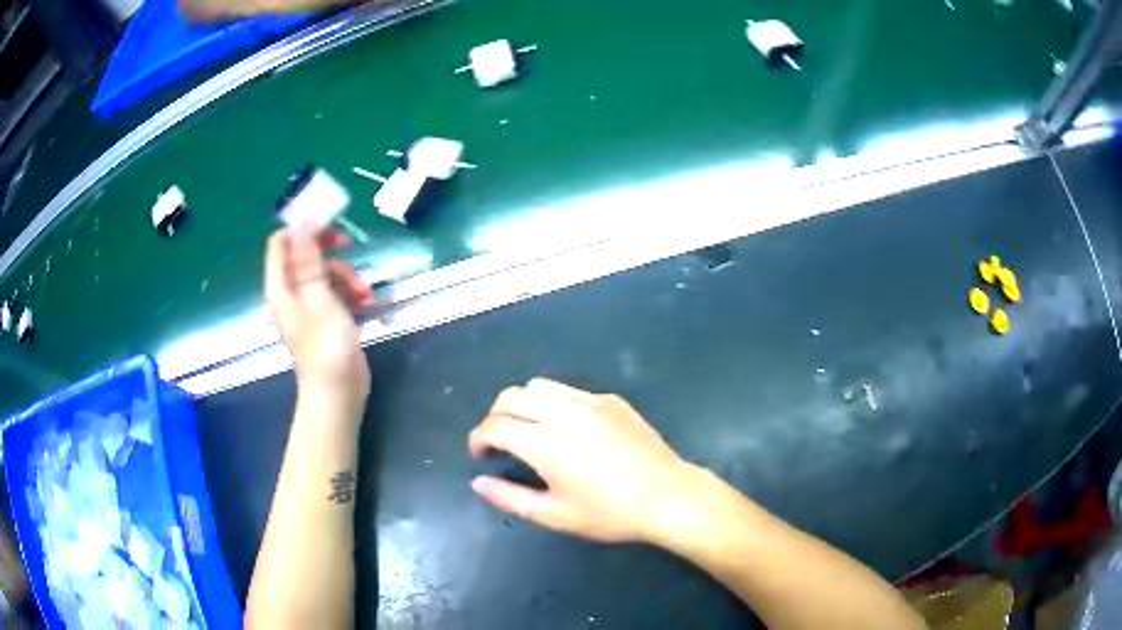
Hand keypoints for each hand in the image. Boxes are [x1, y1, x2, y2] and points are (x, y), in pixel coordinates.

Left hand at [264, 228, 374, 413]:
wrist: (338, 391)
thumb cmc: (325, 344)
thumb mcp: (318, 296)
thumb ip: (308, 258)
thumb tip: (303, 222)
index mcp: (281, 286)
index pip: (281, 243)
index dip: (302, 229)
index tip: (328, 223)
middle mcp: (292, 293)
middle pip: (306, 254)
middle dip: (330, 250)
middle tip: (348, 243)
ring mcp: (310, 306)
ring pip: (326, 273)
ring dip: (348, 275)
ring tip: (364, 292)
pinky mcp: (327, 318)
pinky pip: (337, 293)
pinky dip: (351, 293)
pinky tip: (367, 303)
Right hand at [468, 378, 700, 542]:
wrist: (668, 496)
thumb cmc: (609, 513)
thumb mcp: (555, 515)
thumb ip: (509, 497)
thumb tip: (478, 482)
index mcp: (545, 442)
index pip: (495, 426)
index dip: (478, 439)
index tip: (481, 456)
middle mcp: (563, 412)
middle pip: (510, 396)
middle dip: (495, 417)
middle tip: (499, 443)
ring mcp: (590, 401)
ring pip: (539, 385)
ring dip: (522, 404)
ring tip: (528, 431)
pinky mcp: (611, 400)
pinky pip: (569, 391)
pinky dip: (553, 403)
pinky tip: (567, 430)